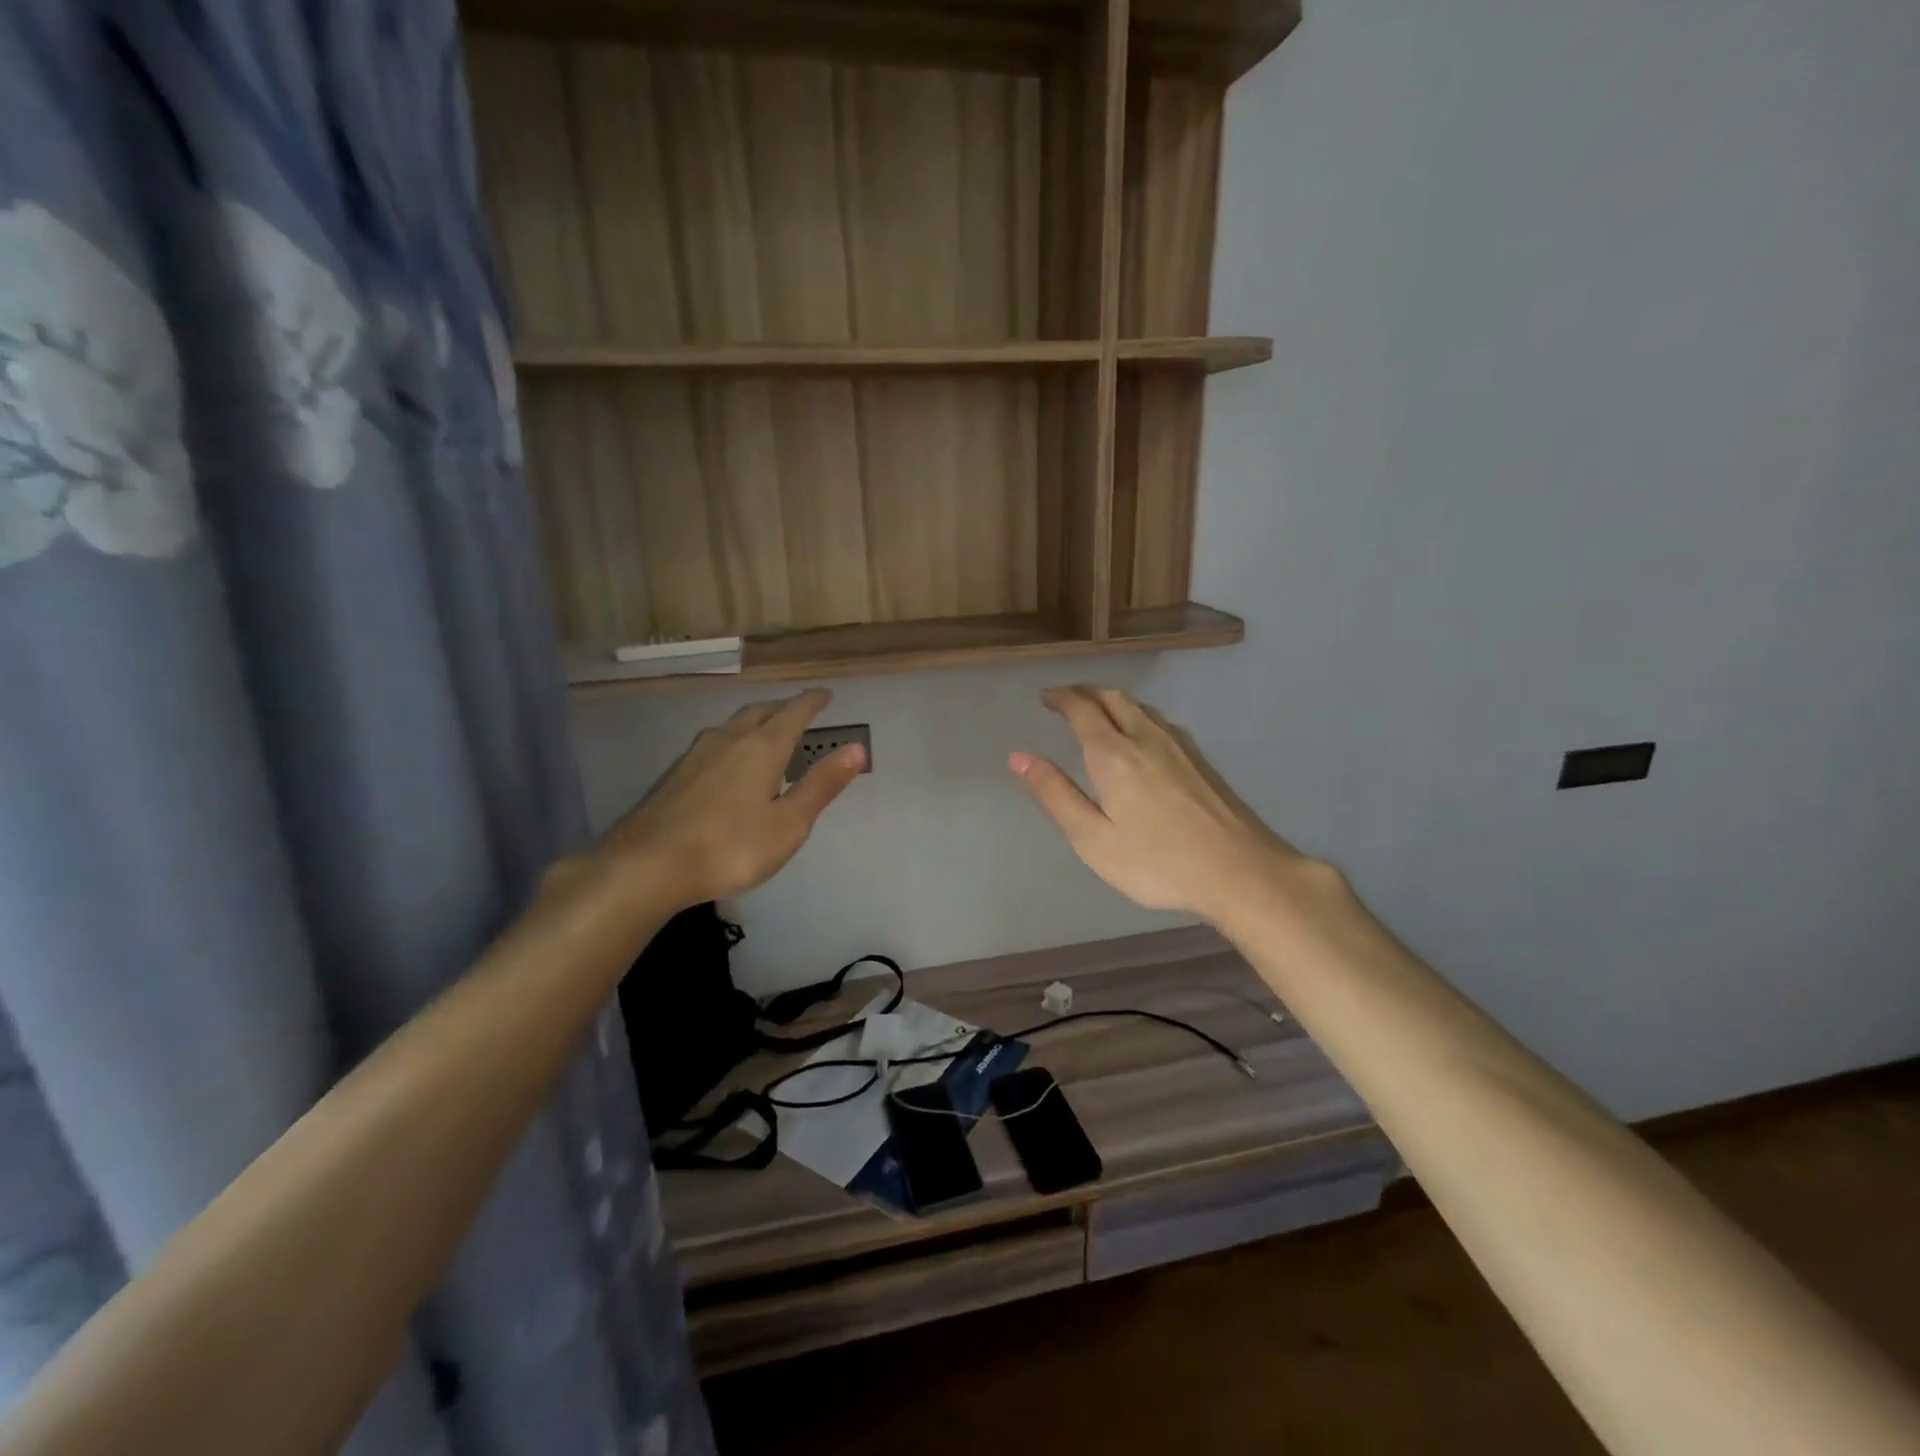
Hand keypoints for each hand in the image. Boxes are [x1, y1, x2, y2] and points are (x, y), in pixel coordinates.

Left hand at [598, 689, 864, 910]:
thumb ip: (821, 785)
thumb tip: (857, 748)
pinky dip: (733, 739)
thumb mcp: (788, 824)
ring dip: (755, 721)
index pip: (793, 713)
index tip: (825, 693)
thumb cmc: (730, 847)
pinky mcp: (674, 774)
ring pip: (732, 725)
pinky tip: (728, 761)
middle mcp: (728, 740)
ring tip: (766, 730)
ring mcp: (696, 755)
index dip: (812, 702)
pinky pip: (714, 742)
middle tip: (799, 710)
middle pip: (760, 712)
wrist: (646, 865)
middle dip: (783, 707)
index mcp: (761, 748)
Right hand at [1010, 686, 1307, 923]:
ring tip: (1097, 712)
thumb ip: (1055, 795)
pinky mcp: (1200, 761)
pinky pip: (1160, 721)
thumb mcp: (1093, 838)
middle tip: (1065, 700)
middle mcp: (1145, 738)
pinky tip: (1141, 736)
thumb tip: (1019, 757)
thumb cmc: (1157, 862)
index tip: (1045, 697)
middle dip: (1085, 693)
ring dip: (1112, 701)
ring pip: (1140, 707)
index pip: (1082, 710)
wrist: (1240, 872)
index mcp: (1114, 755)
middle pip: (1113, 698)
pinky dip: (1137, 715)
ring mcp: (1179, 747)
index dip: (1061, 698)